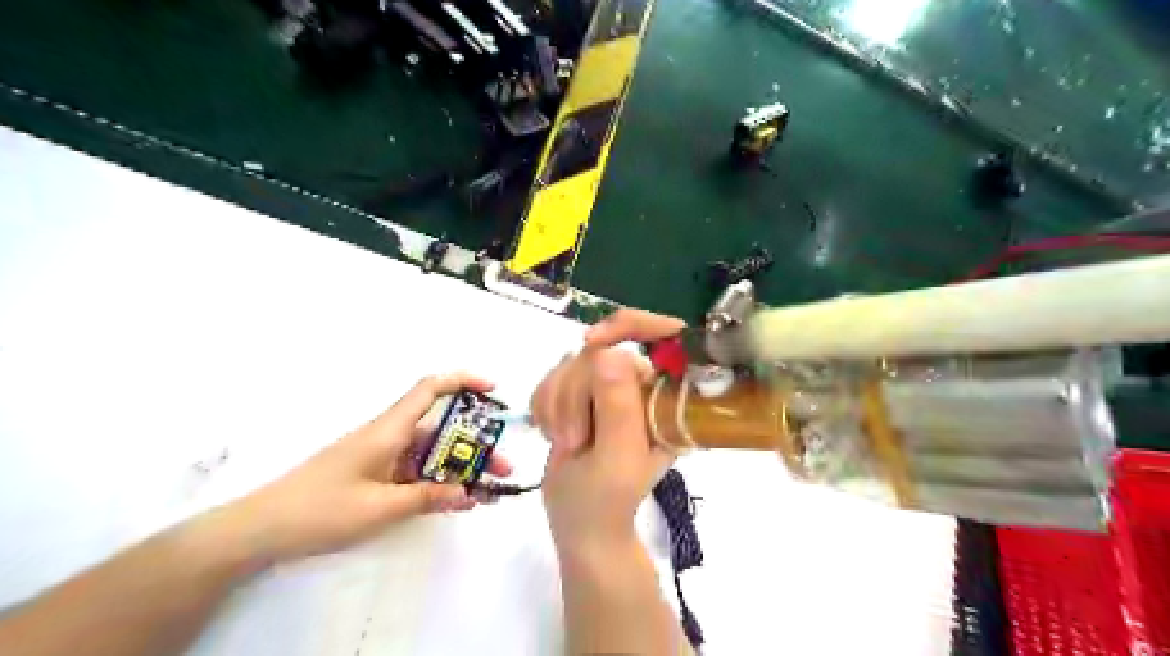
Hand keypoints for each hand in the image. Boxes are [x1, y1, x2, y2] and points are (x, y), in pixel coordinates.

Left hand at [224, 373, 508, 560]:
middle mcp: (389, 436)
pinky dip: (439, 481)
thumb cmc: (320, 510)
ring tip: (487, 490)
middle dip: (475, 444)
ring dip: (459, 467)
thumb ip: (428, 497)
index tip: (493, 390)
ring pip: (431, 453)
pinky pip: (416, 471)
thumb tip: (470, 492)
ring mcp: (382, 457)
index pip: (430, 389)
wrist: (261, 529)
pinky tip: (456, 500)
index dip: (463, 381)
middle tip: (503, 467)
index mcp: (389, 430)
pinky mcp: (376, 475)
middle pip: (441, 429)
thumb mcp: (380, 508)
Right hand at [530, 309, 687, 552]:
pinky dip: (544, 404)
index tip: (590, 343)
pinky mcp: (581, 393)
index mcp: (666, 397)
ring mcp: (609, 387)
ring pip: (570, 362)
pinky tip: (551, 433)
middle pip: (599, 352)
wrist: (579, 524)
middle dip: (574, 394)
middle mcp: (641, 385)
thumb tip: (609, 353)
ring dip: (556, 403)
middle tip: (574, 440)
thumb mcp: (617, 459)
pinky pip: (552, 376)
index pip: (664, 334)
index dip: (630, 325)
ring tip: (566, 443)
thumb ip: (618, 408)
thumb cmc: (606, 501)